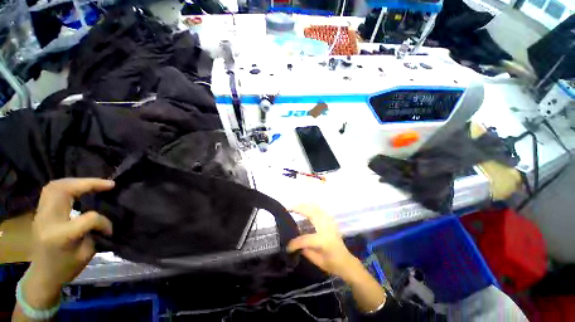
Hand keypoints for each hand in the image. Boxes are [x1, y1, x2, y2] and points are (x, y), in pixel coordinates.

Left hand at [23, 178, 114, 308]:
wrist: (42, 275)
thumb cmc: (65, 268)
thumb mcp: (85, 254)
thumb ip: (94, 232)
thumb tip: (104, 218)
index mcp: (60, 235)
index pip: (88, 218)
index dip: (104, 222)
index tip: (110, 230)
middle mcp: (47, 220)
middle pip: (64, 190)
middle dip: (88, 183)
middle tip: (107, 184)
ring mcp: (41, 214)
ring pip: (56, 186)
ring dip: (77, 182)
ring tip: (94, 184)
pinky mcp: (40, 212)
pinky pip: (52, 190)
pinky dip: (67, 185)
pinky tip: (78, 188)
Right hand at [287, 204, 359, 280]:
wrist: (346, 262)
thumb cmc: (332, 264)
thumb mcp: (317, 262)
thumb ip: (304, 250)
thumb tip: (293, 243)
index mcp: (323, 240)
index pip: (305, 239)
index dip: (294, 243)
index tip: (287, 247)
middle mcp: (326, 228)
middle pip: (311, 213)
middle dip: (299, 209)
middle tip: (288, 209)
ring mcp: (329, 222)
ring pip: (316, 208)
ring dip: (304, 206)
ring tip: (295, 207)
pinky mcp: (330, 221)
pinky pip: (319, 210)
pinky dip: (311, 207)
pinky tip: (305, 208)